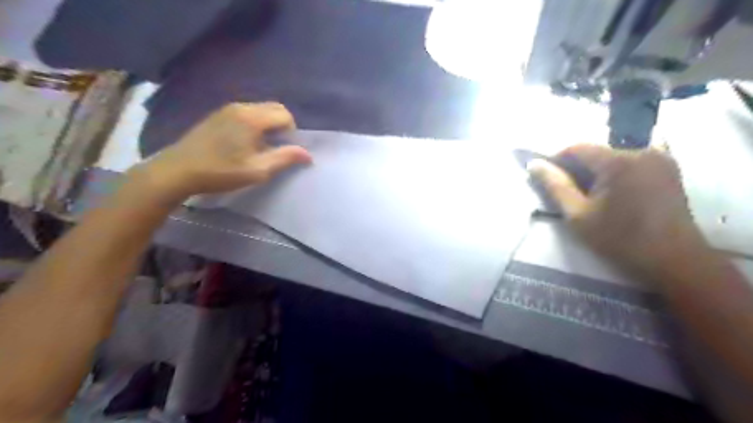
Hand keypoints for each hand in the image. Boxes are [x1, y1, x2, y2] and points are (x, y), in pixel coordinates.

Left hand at [128, 100, 309, 201]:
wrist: (177, 170)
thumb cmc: (221, 172)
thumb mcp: (258, 170)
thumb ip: (285, 158)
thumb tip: (307, 154)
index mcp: (252, 118)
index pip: (285, 115)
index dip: (292, 132)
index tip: (284, 150)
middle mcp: (241, 107)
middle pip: (274, 108)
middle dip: (282, 125)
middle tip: (276, 148)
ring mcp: (226, 109)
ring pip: (260, 110)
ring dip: (268, 124)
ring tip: (261, 147)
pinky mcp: (217, 115)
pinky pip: (246, 113)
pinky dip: (255, 123)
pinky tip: (244, 143)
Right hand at [525, 144, 709, 276]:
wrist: (673, 260)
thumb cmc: (619, 239)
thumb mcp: (578, 215)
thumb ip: (555, 186)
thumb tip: (534, 165)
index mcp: (618, 161)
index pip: (577, 148)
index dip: (557, 160)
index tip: (547, 177)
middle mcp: (642, 151)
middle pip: (597, 152)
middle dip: (578, 168)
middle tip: (567, 191)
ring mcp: (660, 158)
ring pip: (613, 157)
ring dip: (596, 171)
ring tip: (588, 195)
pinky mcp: (669, 169)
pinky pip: (632, 163)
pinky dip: (615, 173)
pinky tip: (611, 193)